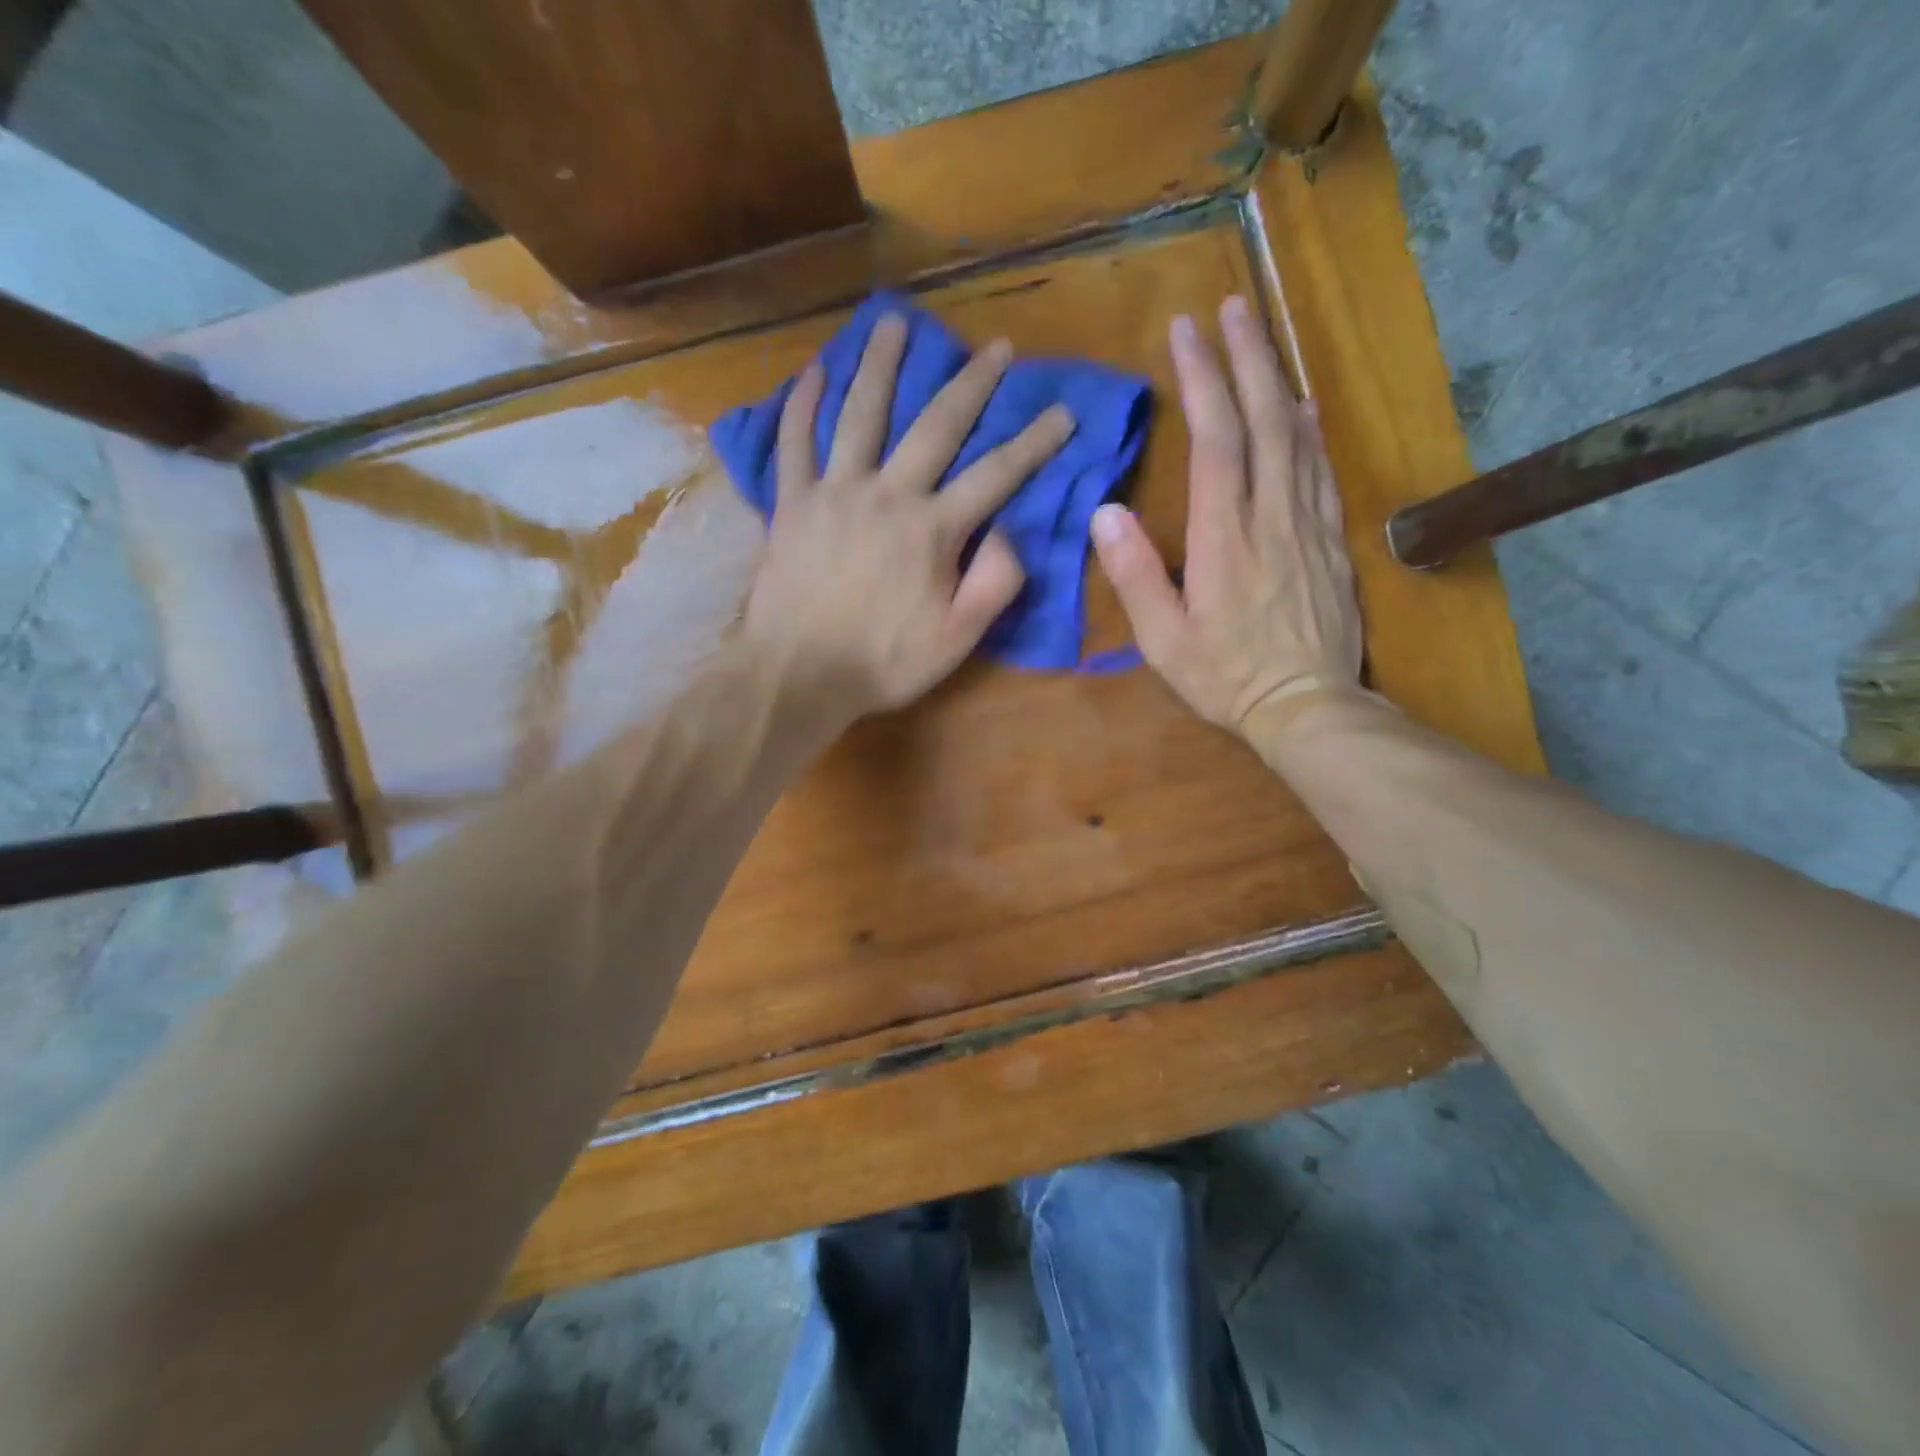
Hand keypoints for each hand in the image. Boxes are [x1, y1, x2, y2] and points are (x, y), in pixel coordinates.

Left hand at [744, 313, 1074, 716]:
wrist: (798, 675)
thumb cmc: (884, 662)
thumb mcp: (958, 638)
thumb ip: (994, 582)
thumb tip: (1009, 530)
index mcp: (932, 529)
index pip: (996, 475)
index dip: (1035, 442)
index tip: (1064, 412)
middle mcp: (887, 494)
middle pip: (935, 426)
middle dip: (972, 384)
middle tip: (996, 348)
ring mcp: (834, 492)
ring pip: (860, 414)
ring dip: (880, 365)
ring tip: (894, 323)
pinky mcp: (792, 503)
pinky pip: (794, 443)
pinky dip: (801, 404)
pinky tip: (813, 371)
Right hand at [1090, 295, 1361, 738]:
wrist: (1306, 706)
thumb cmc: (1224, 676)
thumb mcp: (1163, 640)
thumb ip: (1135, 576)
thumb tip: (1105, 513)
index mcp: (1224, 537)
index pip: (1216, 440)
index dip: (1202, 380)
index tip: (1186, 331)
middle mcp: (1271, 516)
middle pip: (1264, 419)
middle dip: (1246, 356)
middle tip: (1230, 306)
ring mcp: (1308, 524)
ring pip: (1298, 435)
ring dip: (1278, 379)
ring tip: (1261, 336)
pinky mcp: (1331, 540)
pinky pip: (1322, 470)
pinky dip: (1311, 429)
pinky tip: (1304, 406)